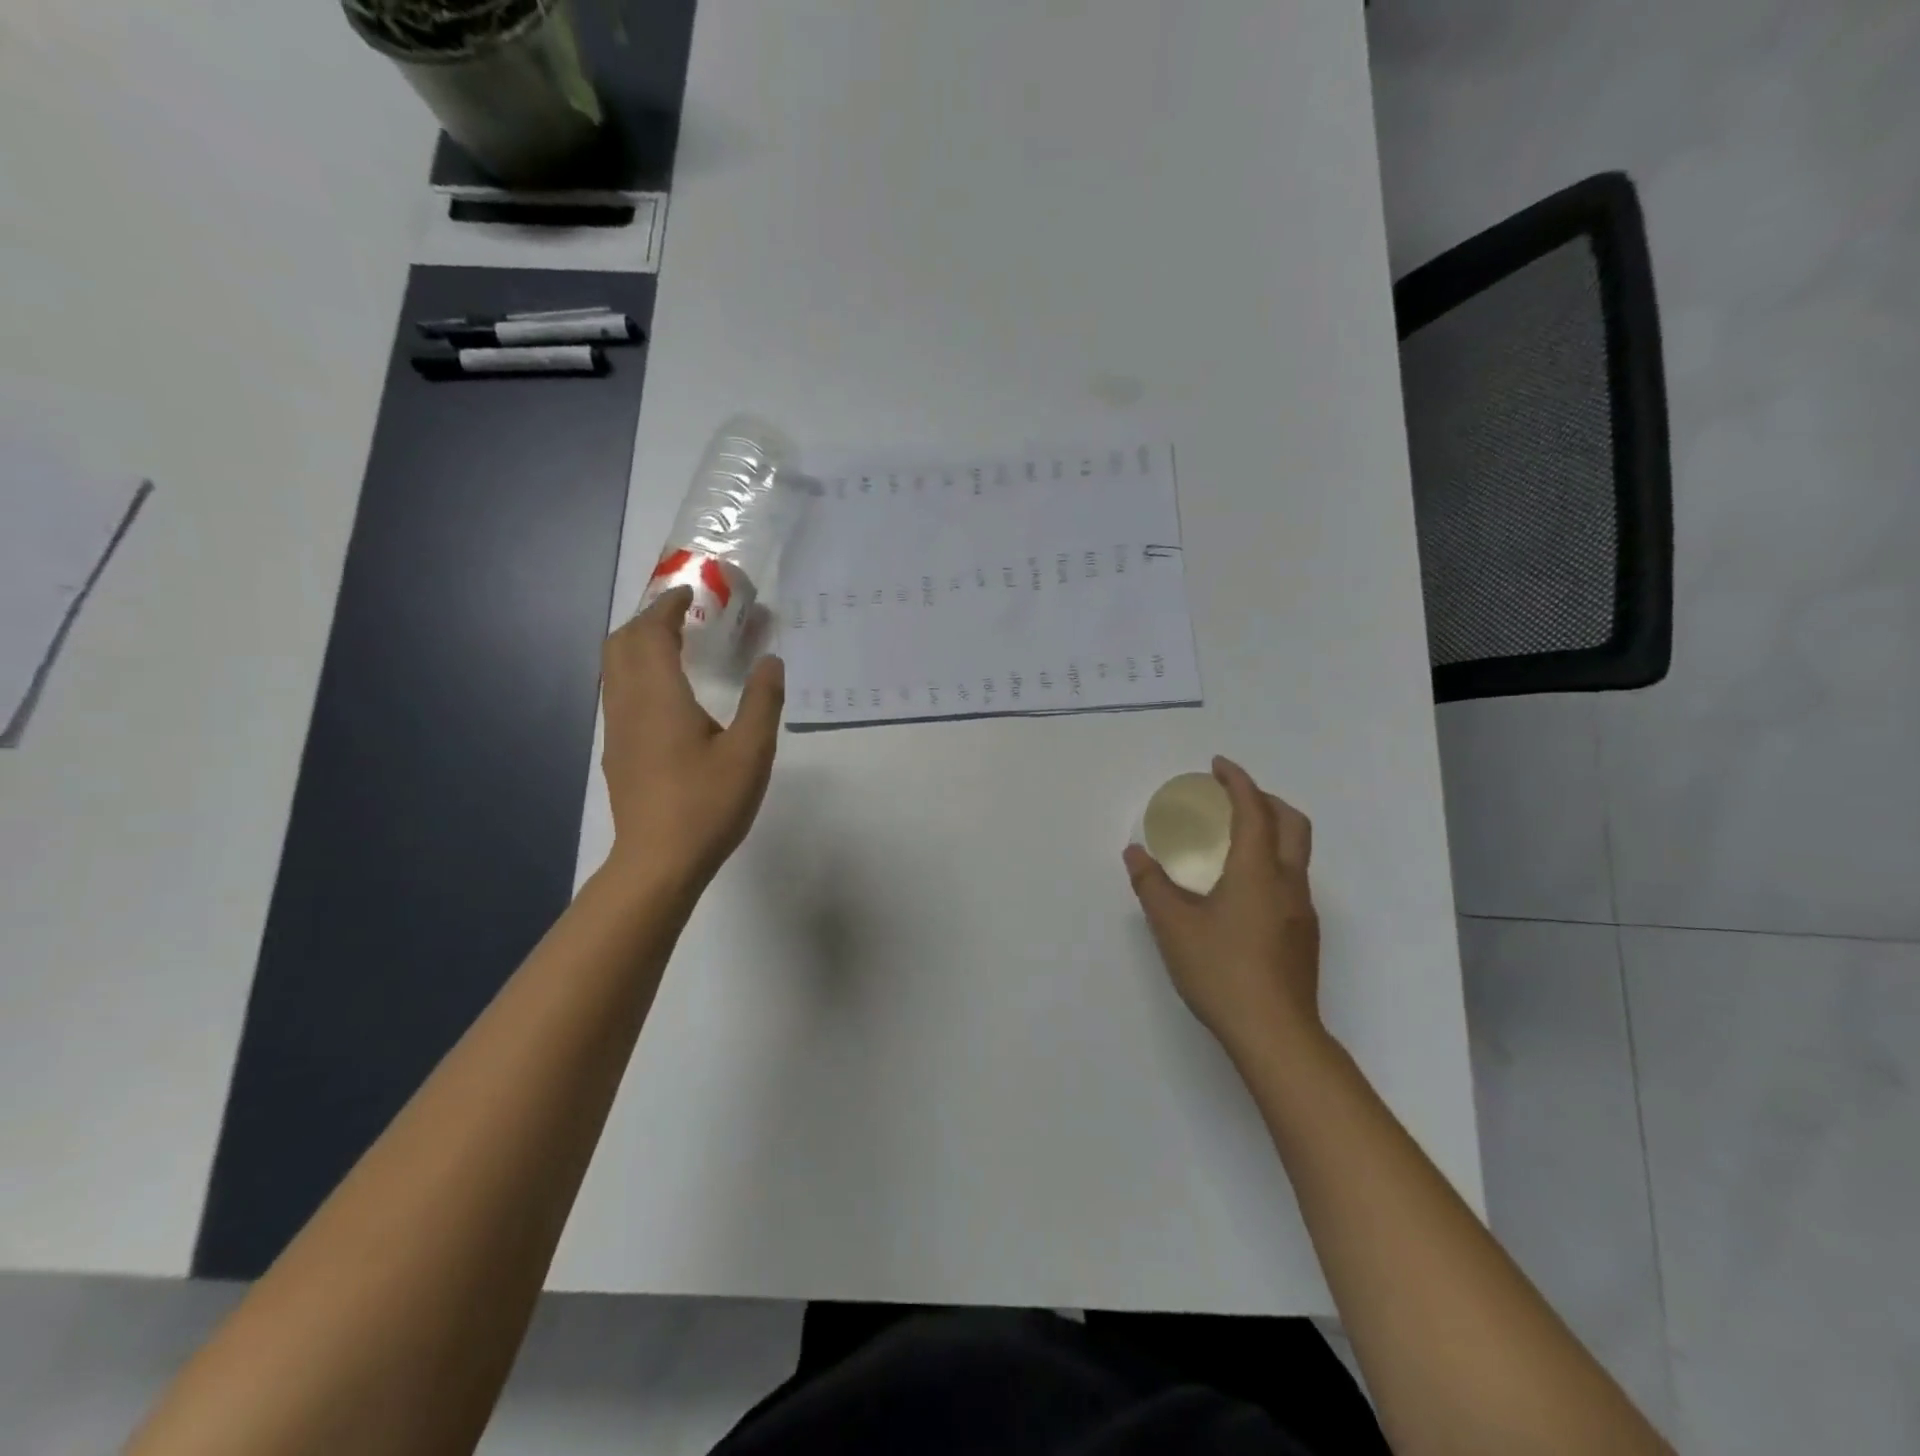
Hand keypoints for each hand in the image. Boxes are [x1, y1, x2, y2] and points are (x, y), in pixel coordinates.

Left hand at [599, 587, 784, 892]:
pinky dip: (638, 674)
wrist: (658, 862)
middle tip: (685, 617)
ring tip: (677, 649)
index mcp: (659, 696)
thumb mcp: (751, 752)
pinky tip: (669, 698)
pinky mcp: (618, 754)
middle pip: (621, 644)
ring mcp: (618, 731)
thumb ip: (763, 701)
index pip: (650, 632)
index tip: (691, 593)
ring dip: (639, 647)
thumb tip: (771, 661)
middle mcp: (628, 705)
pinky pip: (620, 695)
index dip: (667, 606)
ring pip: (615, 671)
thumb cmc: (707, 804)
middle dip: (647, 620)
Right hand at [1123, 756, 1321, 1067]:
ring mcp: (1302, 910)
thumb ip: (1151, 884)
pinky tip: (1243, 888)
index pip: (1254, 810)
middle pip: (1292, 822)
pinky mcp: (1304, 935)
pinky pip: (1292, 878)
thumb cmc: (1221, 972)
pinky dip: (1272, 861)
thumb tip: (1135, 854)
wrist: (1275, 1034)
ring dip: (1272, 829)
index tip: (1217, 766)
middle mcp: (1288, 883)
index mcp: (1258, 871)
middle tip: (1232, 796)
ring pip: (1297, 852)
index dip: (1237, 781)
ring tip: (1235, 837)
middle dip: (1264, 798)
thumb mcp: (1172, 926)